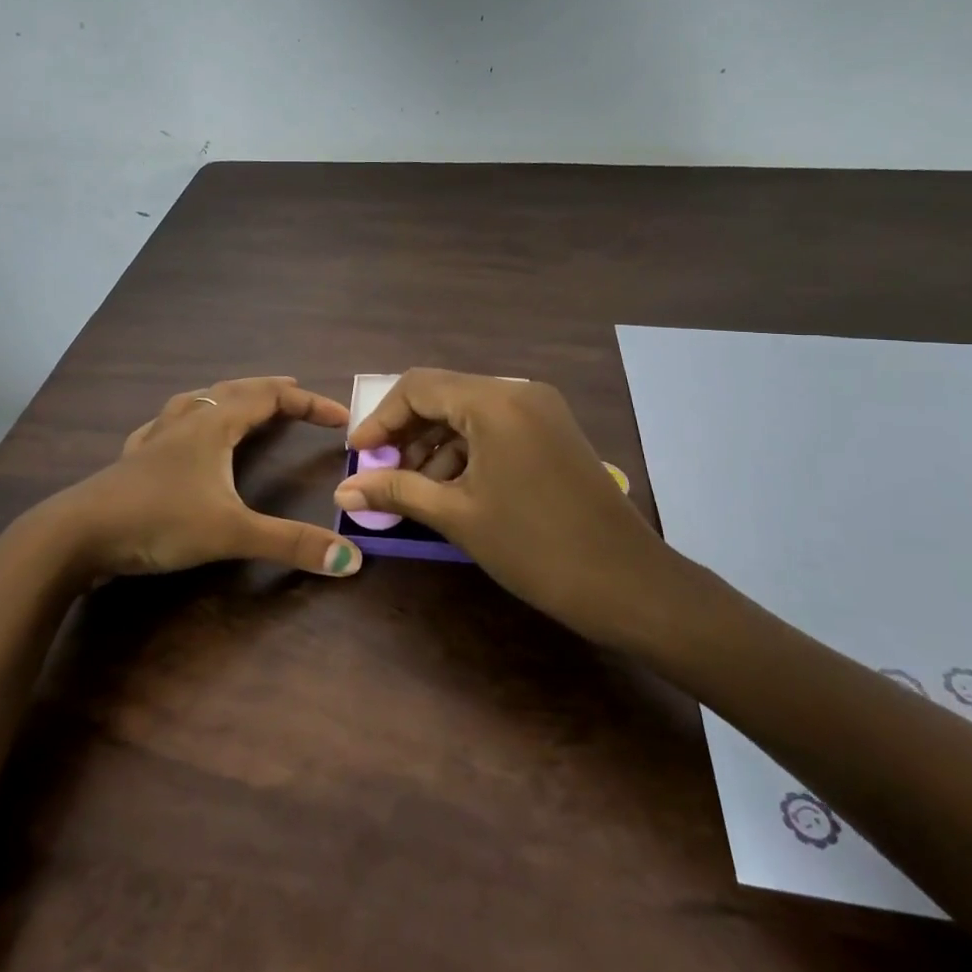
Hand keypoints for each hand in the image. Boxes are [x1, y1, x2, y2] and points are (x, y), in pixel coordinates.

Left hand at [46, 376, 363, 582]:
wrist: (77, 535)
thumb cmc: (158, 521)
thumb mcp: (231, 533)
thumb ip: (290, 544)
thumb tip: (351, 561)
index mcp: (212, 426)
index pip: (270, 398)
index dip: (308, 404)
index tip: (340, 418)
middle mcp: (184, 423)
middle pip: (233, 391)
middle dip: (268, 390)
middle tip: (294, 393)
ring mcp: (154, 440)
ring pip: (195, 402)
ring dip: (225, 398)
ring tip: (240, 402)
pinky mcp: (132, 461)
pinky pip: (164, 426)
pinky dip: (184, 422)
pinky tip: (174, 433)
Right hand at [334, 369, 691, 639]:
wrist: (628, 583)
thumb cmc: (535, 547)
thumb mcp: (458, 516)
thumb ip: (397, 492)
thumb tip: (343, 492)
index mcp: (494, 402)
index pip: (418, 388)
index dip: (381, 420)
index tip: (358, 456)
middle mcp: (519, 392)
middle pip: (444, 396)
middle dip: (406, 434)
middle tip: (381, 474)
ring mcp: (541, 410)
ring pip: (469, 413)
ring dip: (434, 445)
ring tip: (412, 489)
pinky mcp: (553, 432)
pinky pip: (495, 427)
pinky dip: (466, 451)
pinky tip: (450, 488)